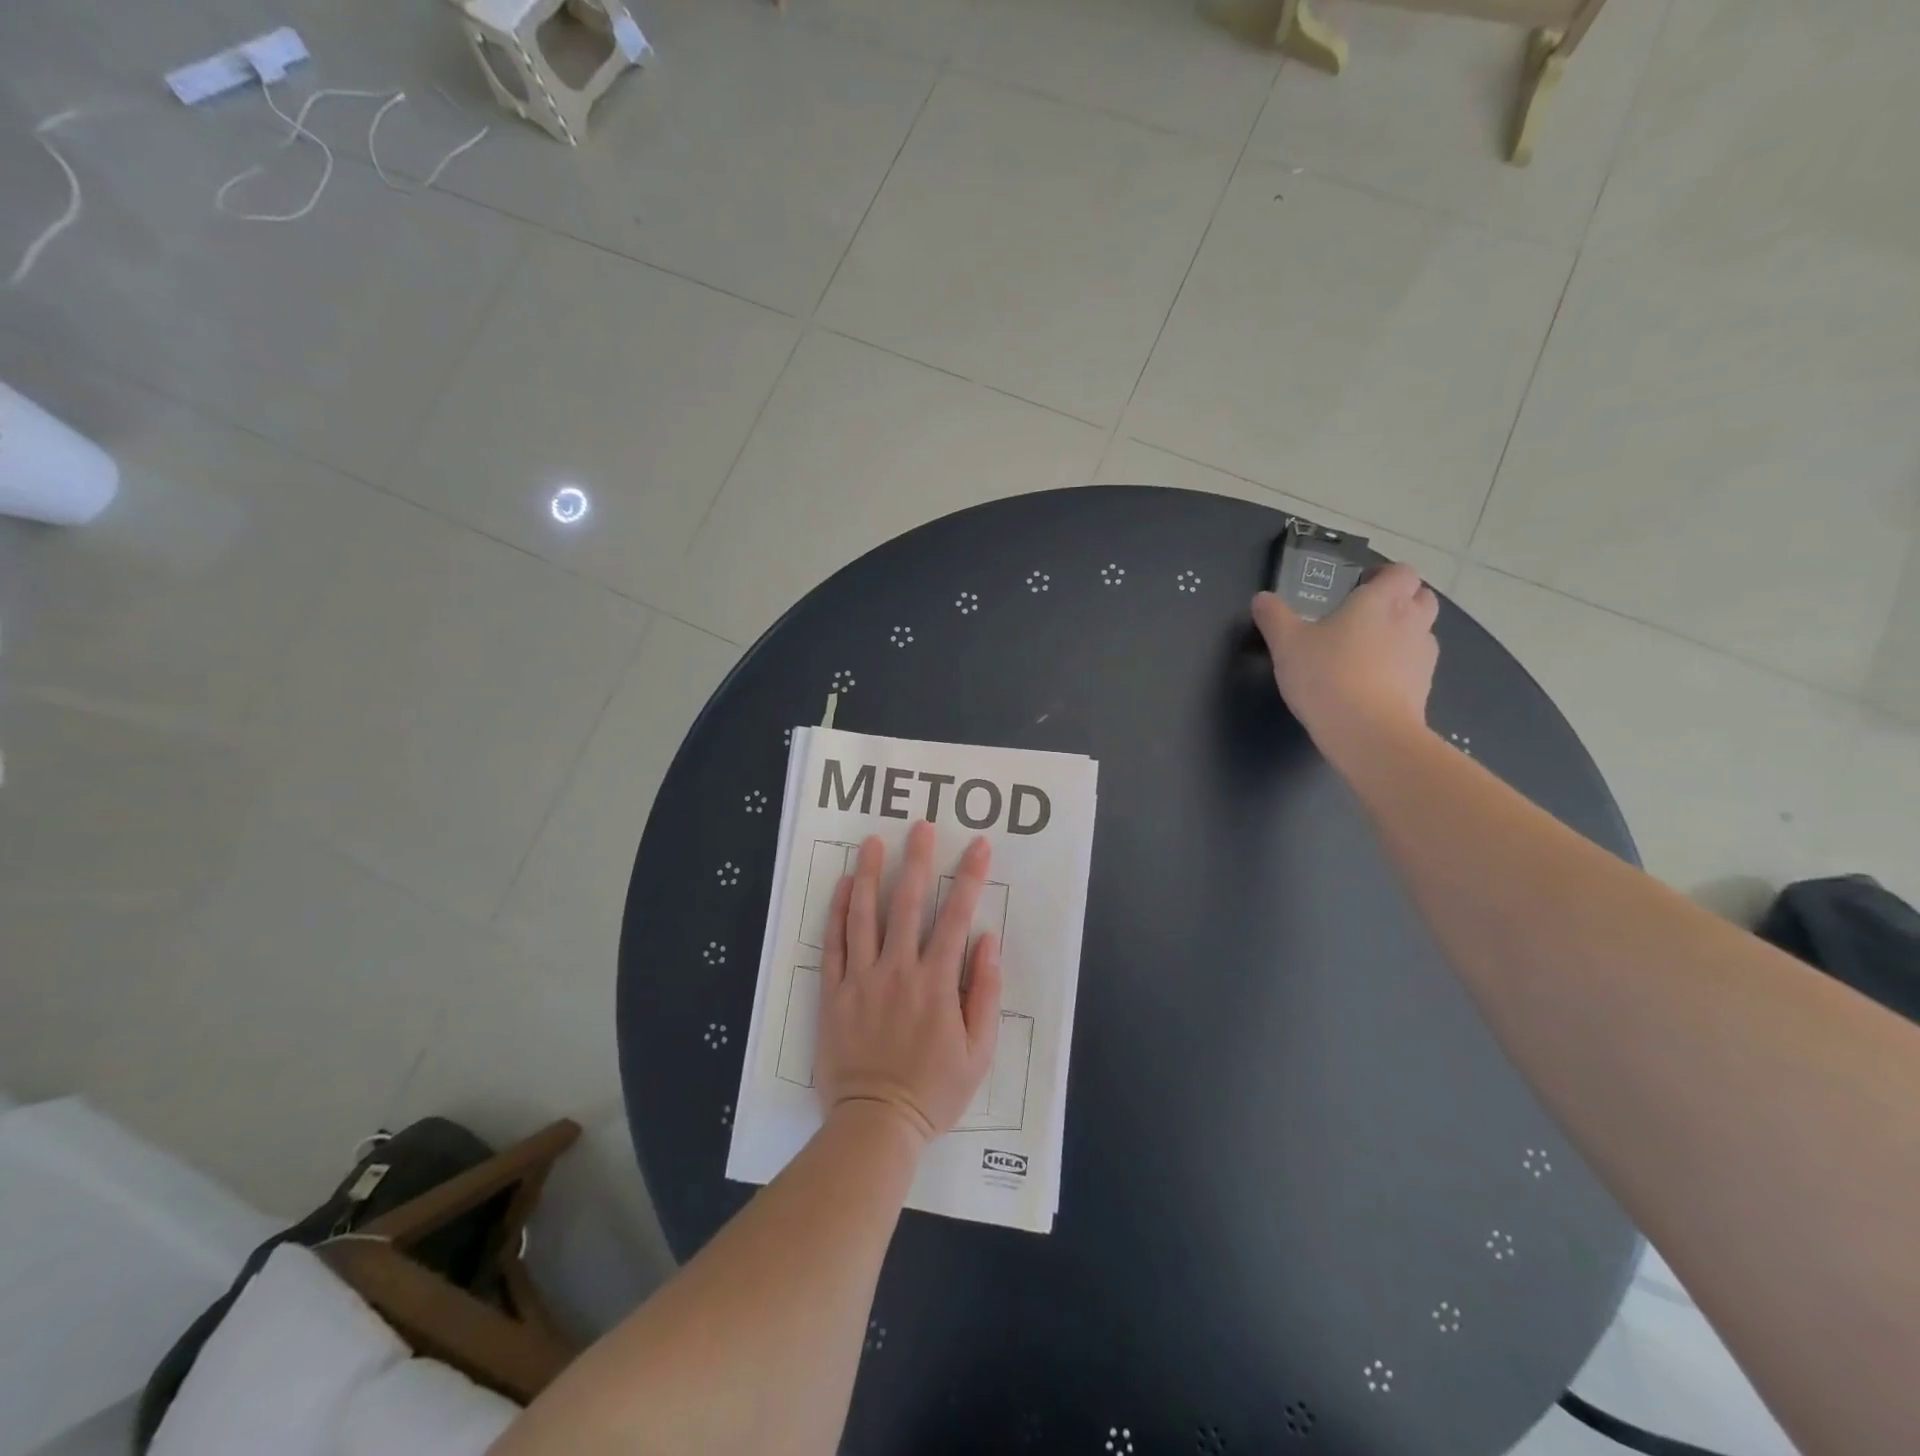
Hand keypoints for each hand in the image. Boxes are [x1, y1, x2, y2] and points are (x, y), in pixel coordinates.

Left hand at [816, 822, 1002, 1145]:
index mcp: (937, 983)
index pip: (956, 917)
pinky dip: (838, 912)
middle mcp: (898, 971)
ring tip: (874, 841)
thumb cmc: (934, 1090)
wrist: (876, 1124)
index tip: (978, 846)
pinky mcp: (834, 992)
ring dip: (872, 874)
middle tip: (920, 826)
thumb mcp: (978, 1051)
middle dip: (917, 860)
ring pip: (865, 915)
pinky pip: (834, 944)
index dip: (969, 878)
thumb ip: (985, 992)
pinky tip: (845, 886)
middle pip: (907, 904)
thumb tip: (987, 941)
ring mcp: (861, 979)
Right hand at [1251, 562, 1438, 746]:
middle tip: (1368, 614)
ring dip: (1403, 633)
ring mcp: (1423, 656)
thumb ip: (1273, 617)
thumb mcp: (1286, 644)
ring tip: (1369, 650)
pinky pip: (1416, 666)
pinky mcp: (1424, 687)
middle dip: (1401, 599)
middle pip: (1422, 597)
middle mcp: (1411, 621)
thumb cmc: (1326, 675)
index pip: (1401, 572)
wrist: (1367, 731)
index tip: (1361, 585)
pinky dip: (1401, 666)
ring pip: (1422, 632)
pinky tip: (1374, 682)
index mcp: (1381, 601)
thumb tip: (1261, 599)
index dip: (1384, 575)